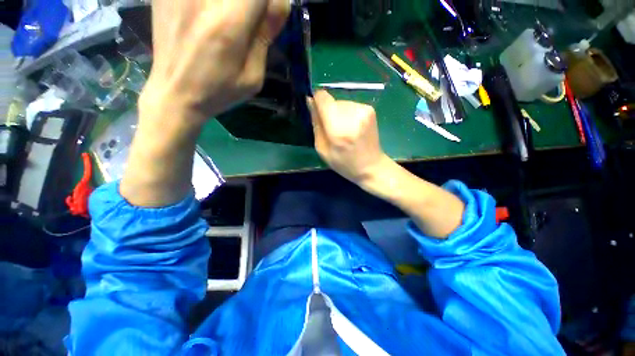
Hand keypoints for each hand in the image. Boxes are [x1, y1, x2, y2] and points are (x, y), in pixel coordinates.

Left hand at [139, 0, 289, 123]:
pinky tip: (205, 20)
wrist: (175, 94)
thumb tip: (280, 4)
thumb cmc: (219, 91)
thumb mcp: (253, 77)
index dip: (269, 2)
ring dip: (232, 8)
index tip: (267, 18)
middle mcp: (204, 0)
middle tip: (245, 25)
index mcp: (229, 24)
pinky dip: (212, 8)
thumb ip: (265, 37)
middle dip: (252, 5)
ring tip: (223, 28)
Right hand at [309, 90, 388, 184]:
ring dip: (338, 114)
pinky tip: (353, 128)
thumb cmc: (344, 163)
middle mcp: (352, 116)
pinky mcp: (370, 110)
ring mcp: (364, 111)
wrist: (371, 166)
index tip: (317, 112)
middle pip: (332, 101)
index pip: (323, 98)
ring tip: (344, 131)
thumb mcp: (322, 149)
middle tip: (333, 130)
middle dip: (328, 113)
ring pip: (341, 103)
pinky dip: (348, 115)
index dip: (317, 101)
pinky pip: (351, 106)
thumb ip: (316, 124)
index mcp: (338, 130)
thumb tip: (310, 101)